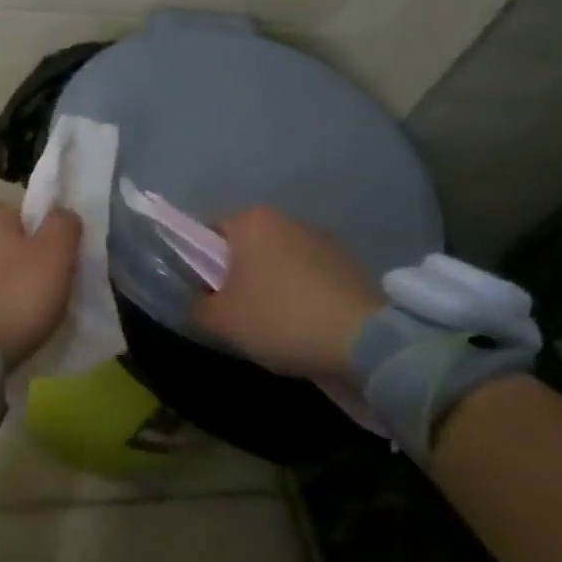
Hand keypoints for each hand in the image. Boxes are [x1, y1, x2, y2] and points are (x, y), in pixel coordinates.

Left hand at [0, 206, 80, 369]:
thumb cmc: (15, 296)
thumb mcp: (55, 256)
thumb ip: (63, 226)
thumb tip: (61, 213)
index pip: (28, 220)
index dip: (48, 244)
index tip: (58, 271)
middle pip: (9, 246)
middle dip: (26, 266)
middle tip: (44, 295)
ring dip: (7, 287)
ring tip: (23, 316)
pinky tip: (1, 325)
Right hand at [193, 207, 384, 381]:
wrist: (364, 342)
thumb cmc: (279, 319)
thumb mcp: (221, 321)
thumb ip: (197, 307)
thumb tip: (200, 302)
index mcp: (251, 221)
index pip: (209, 233)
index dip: (200, 264)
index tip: (206, 295)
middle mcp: (287, 219)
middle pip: (247, 246)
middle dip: (238, 275)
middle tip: (236, 313)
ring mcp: (323, 239)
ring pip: (280, 260)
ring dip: (273, 284)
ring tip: (276, 325)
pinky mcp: (350, 263)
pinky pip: (311, 276)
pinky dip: (303, 294)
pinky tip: (306, 325)